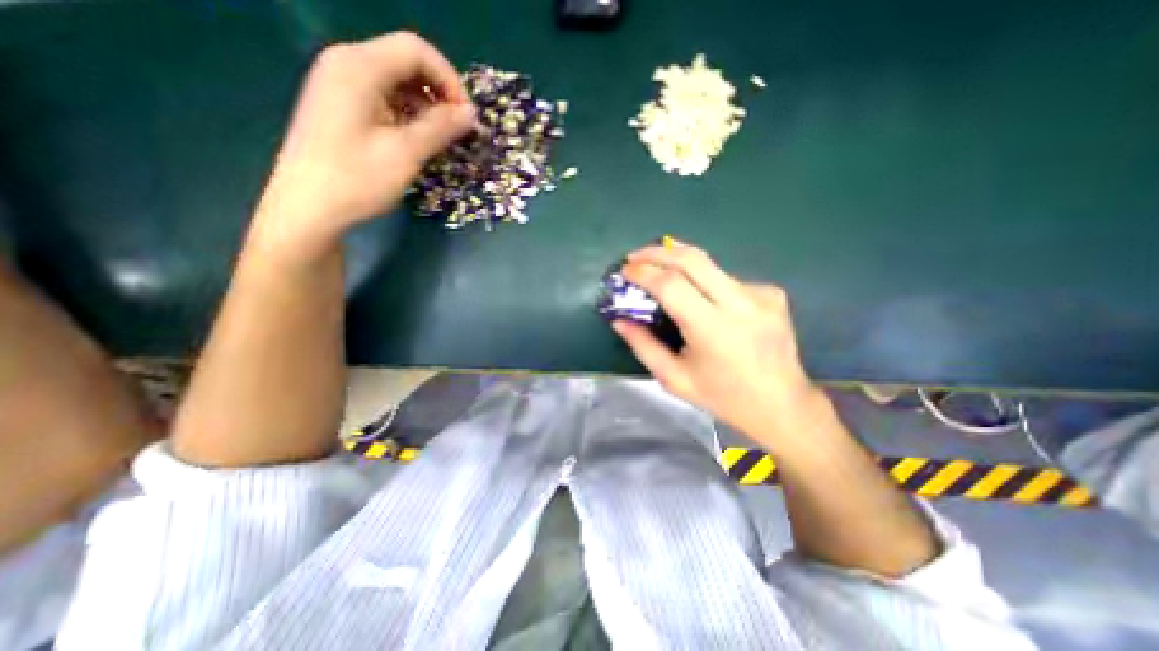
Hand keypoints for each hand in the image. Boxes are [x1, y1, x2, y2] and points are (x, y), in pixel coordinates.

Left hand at [248, 30, 473, 260]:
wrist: (308, 207)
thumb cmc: (357, 179)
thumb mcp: (406, 153)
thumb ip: (441, 128)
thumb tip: (471, 114)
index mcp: (359, 67)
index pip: (416, 50)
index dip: (449, 80)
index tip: (467, 117)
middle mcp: (346, 64)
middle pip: (405, 62)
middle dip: (439, 93)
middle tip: (458, 130)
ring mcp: (339, 83)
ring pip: (395, 80)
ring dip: (425, 105)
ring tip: (441, 138)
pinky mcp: (339, 104)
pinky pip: (382, 96)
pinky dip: (407, 113)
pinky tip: (416, 139)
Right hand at [609, 240, 817, 443]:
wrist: (782, 405)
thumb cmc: (722, 397)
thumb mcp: (673, 379)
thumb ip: (643, 346)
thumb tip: (619, 320)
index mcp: (712, 329)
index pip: (671, 284)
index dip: (644, 272)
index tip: (625, 270)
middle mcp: (740, 303)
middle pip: (692, 259)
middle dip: (657, 251)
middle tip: (636, 256)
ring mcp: (761, 294)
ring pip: (710, 265)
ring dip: (679, 264)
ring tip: (660, 271)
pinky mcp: (772, 293)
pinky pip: (727, 279)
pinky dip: (705, 282)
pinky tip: (702, 299)